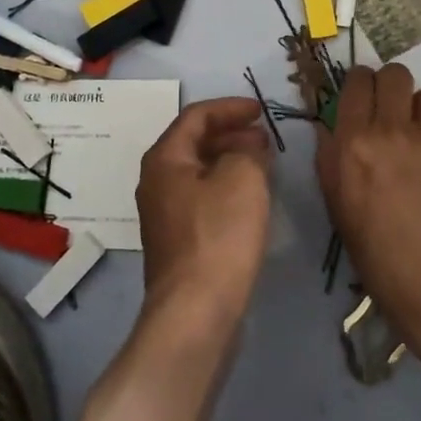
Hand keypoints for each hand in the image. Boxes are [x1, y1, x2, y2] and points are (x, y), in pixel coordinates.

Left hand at [137, 97, 272, 330]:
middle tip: (264, 137)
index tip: (260, 110)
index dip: (230, 108)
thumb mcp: (242, 178)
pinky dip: (225, 187)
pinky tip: (250, 199)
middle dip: (231, 134)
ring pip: (199, 172)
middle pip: (194, 143)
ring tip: (263, 164)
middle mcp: (156, 181)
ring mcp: (164, 214)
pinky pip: (202, 198)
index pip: (196, 116)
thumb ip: (247, 151)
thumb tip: (247, 148)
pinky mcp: (178, 241)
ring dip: (230, 161)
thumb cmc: (218, 235)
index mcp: (164, 159)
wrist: (195, 312)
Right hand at [316, 64, 420, 378]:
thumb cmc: (378, 257)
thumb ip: (331, 158)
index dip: (359, 83)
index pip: (357, 81)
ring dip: (419, 113)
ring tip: (419, 144)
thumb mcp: (338, 207)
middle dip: (390, 85)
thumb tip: (329, 128)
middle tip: (390, 110)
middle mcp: (394, 130)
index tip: (361, 95)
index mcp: (354, 142)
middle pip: (395, 74)